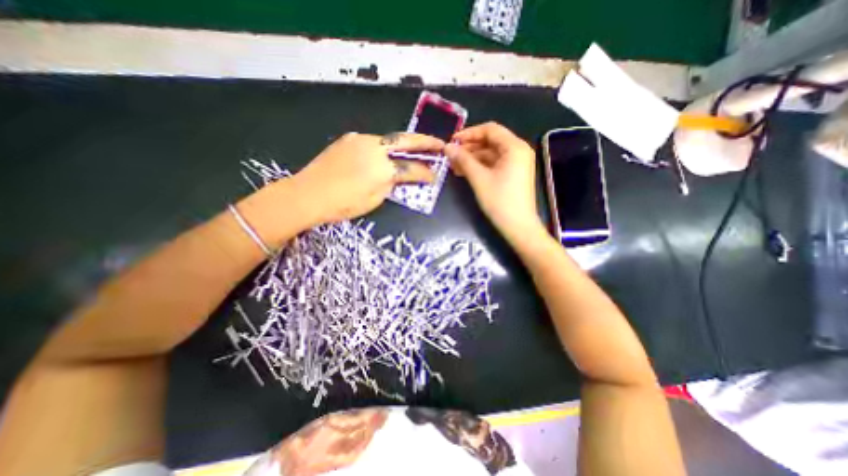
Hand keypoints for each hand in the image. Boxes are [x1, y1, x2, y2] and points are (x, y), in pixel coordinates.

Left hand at [291, 132, 445, 223]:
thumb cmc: (343, 204)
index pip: (411, 168)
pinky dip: (382, 149)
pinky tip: (382, 156)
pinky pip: (372, 143)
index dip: (425, 173)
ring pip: (388, 140)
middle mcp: (374, 148)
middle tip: (439, 143)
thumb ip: (390, 185)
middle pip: (406, 140)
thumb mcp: (374, 200)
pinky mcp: (349, 139)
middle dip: (426, 142)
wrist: (307, 194)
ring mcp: (360, 140)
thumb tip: (399, 177)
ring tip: (412, 150)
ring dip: (402, 145)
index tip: (434, 176)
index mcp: (383, 168)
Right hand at [444, 123, 542, 240]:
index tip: (452, 141)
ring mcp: (516, 163)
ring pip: (491, 154)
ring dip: (472, 158)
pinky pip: (494, 164)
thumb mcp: (479, 178)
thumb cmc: (500, 200)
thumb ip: (463, 160)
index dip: (469, 133)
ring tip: (454, 166)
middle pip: (490, 141)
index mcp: (514, 147)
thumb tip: (447, 147)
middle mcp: (518, 150)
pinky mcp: (513, 174)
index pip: (490, 130)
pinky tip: (465, 172)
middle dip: (469, 147)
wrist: (518, 226)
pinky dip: (480, 166)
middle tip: (451, 155)